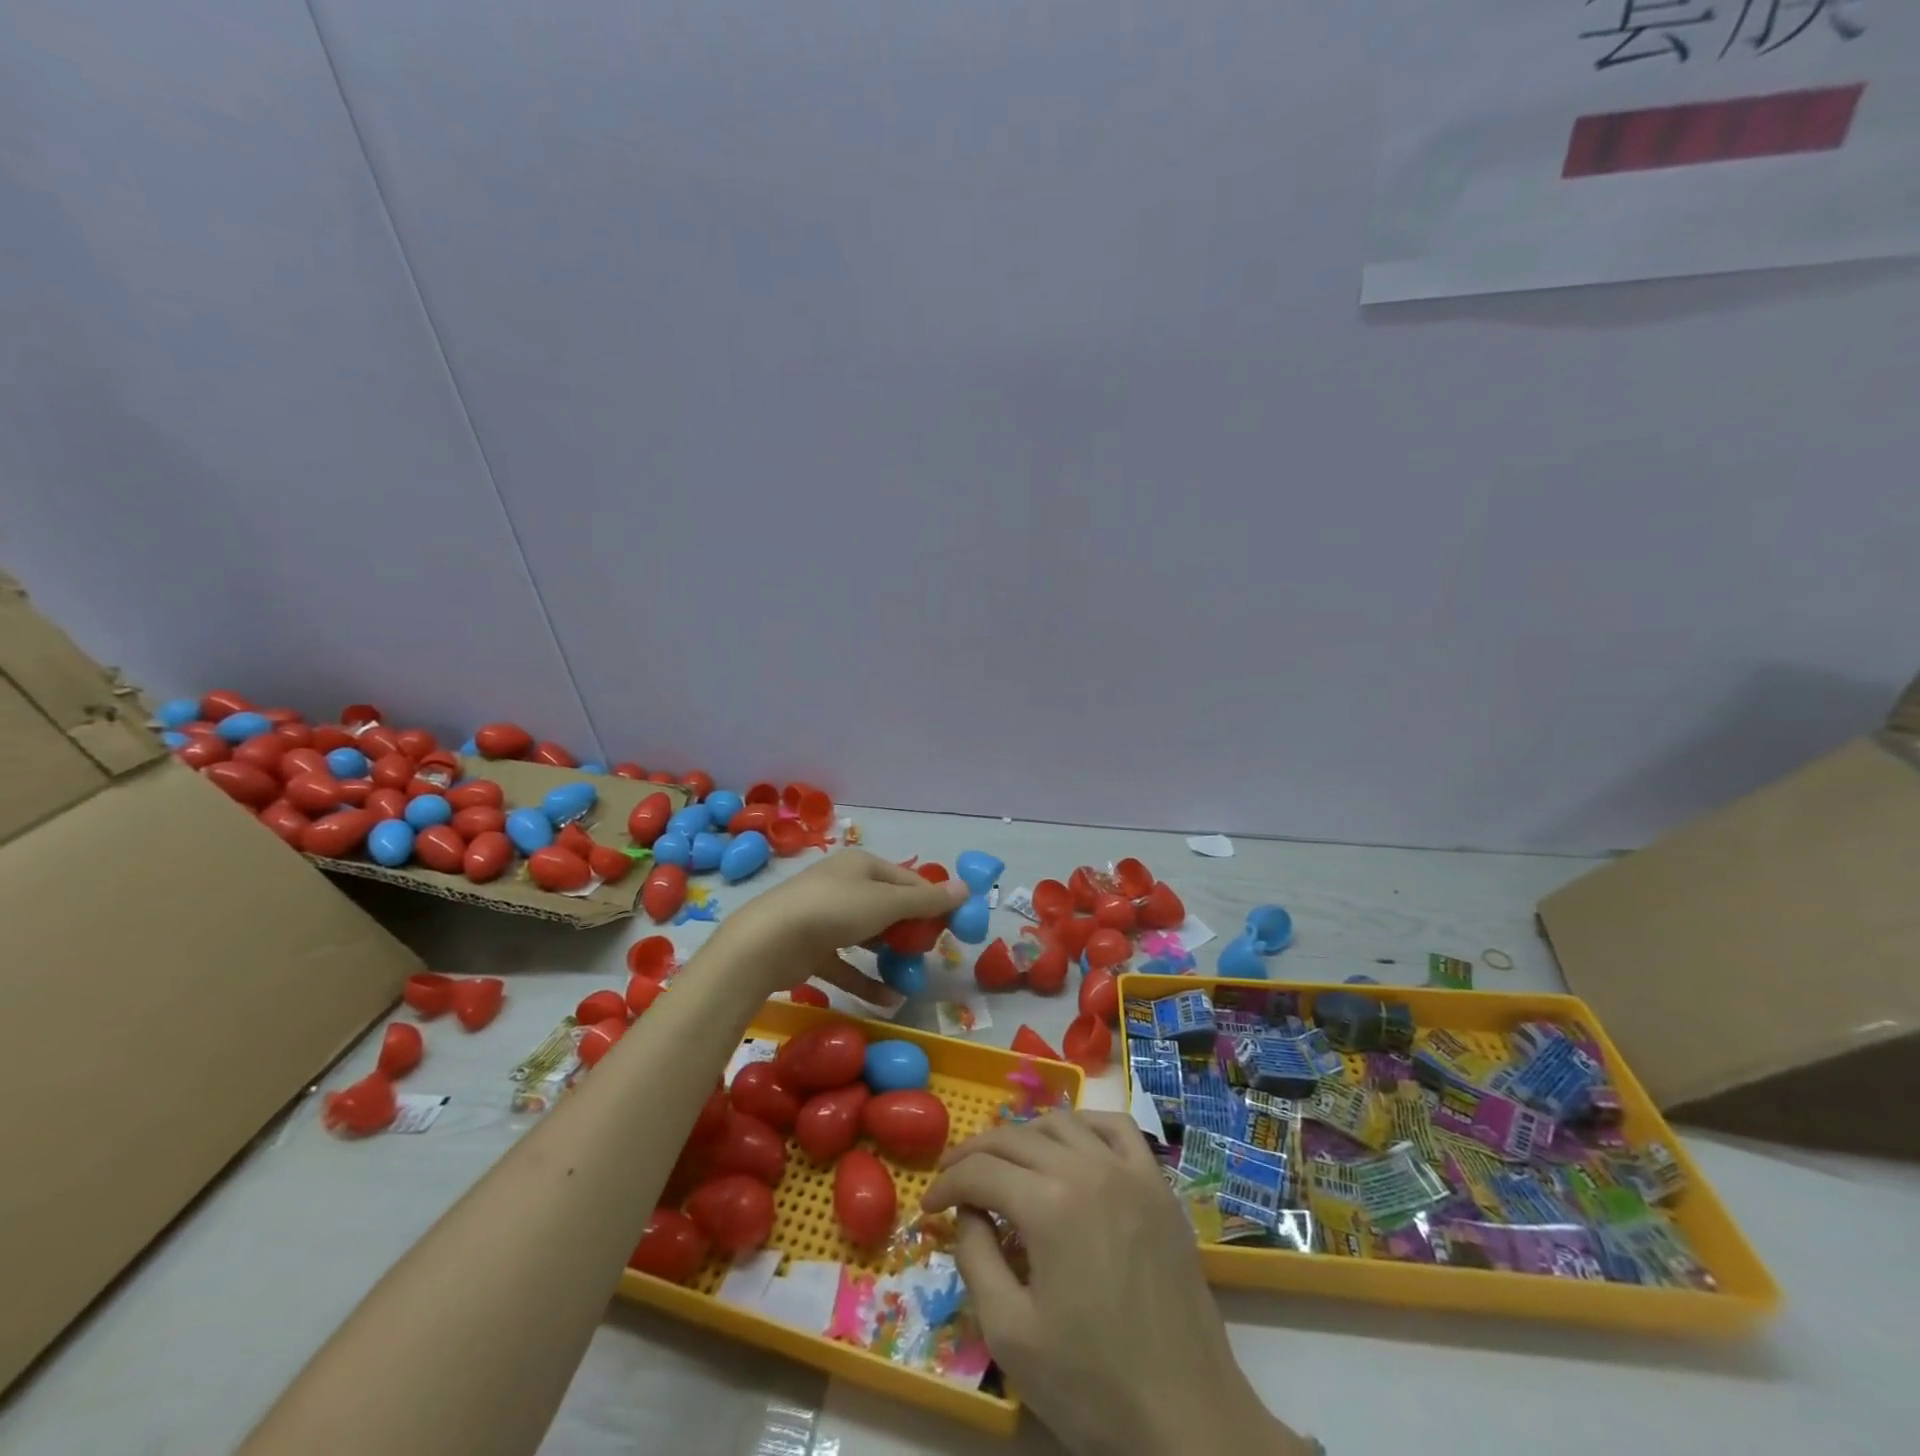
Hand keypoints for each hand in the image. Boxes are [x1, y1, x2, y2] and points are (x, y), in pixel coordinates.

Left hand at [720, 849, 964, 993]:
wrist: (767, 942)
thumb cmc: (834, 910)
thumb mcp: (887, 903)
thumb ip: (927, 900)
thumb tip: (966, 888)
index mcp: (863, 866)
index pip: (909, 880)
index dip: (933, 903)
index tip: (954, 929)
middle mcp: (845, 886)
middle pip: (889, 908)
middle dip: (912, 932)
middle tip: (932, 955)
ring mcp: (826, 918)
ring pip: (868, 937)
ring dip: (891, 957)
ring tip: (913, 977)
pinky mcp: (812, 950)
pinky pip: (847, 964)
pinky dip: (867, 980)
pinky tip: (890, 1000)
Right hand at [923, 1113, 1309, 1455]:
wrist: (1187, 1418)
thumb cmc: (1093, 1385)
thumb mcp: (1010, 1334)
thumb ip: (976, 1259)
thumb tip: (968, 1213)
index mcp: (1048, 1204)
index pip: (981, 1172)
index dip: (947, 1185)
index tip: (928, 1206)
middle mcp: (1086, 1168)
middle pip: (1014, 1137)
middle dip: (974, 1153)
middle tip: (953, 1178)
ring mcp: (1128, 1170)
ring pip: (1061, 1122)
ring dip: (1023, 1135)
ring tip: (1005, 1163)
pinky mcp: (1158, 1184)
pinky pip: (1116, 1127)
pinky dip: (1084, 1124)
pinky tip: (1071, 1145)